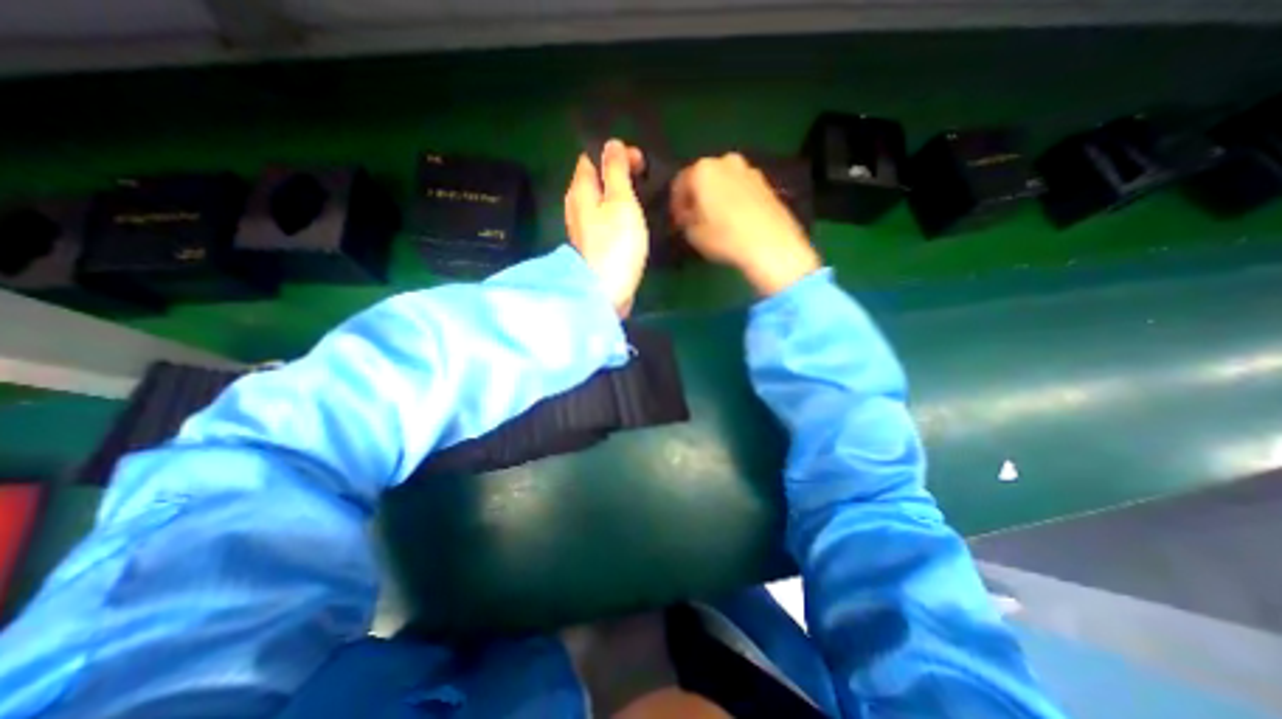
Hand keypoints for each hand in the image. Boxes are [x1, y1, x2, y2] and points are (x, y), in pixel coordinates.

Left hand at [564, 137, 652, 313]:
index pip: (592, 158)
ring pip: (597, 200)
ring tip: (639, 199)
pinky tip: (628, 222)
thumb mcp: (620, 201)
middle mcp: (575, 205)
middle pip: (593, 179)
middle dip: (616, 173)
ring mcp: (581, 228)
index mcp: (580, 190)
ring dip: (616, 194)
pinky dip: (614, 213)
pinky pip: (601, 219)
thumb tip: (611, 144)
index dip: (615, 154)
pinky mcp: (591, 246)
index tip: (641, 163)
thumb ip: (616, 171)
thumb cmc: (616, 244)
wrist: (605, 291)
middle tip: (643, 179)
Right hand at [671, 151, 820, 297]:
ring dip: (717, 198)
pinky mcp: (766, 184)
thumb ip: (685, 220)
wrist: (770, 244)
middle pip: (704, 178)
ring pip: (724, 182)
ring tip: (716, 222)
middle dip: (697, 197)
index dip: (675, 205)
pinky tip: (734, 221)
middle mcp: (725, 161)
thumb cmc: (724, 237)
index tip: (676, 222)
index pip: (679, 183)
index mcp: (702, 170)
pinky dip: (734, 201)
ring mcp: (749, 170)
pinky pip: (741, 189)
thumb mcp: (692, 234)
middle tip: (694, 220)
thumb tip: (688, 215)